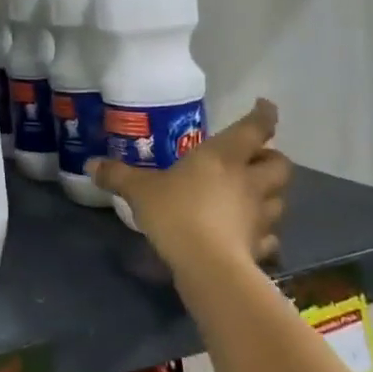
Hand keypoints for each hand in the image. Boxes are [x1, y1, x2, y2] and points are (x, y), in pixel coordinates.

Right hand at [86, 99, 290, 277]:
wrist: (207, 265)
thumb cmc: (176, 212)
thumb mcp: (139, 190)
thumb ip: (118, 175)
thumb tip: (91, 163)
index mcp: (223, 157)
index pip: (254, 128)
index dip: (264, 115)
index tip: (265, 106)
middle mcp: (248, 181)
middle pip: (280, 164)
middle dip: (271, 158)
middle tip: (255, 159)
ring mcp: (259, 215)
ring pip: (280, 199)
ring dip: (270, 194)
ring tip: (253, 196)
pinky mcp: (260, 246)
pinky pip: (269, 236)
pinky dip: (263, 234)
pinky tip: (249, 236)